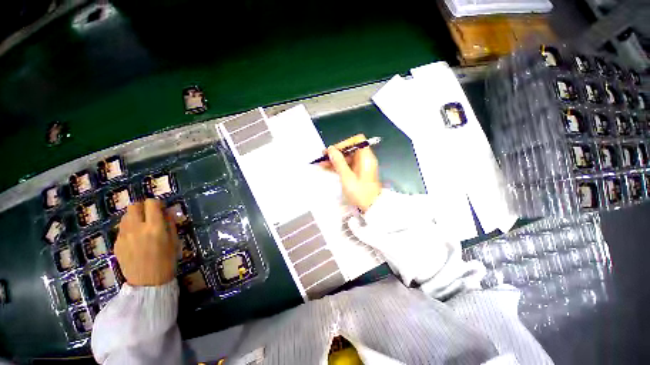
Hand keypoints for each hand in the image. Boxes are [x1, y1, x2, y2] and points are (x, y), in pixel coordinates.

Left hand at [114, 199, 176, 286]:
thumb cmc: (167, 260)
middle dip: (142, 207)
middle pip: (134, 206)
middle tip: (150, 214)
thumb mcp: (174, 240)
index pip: (151, 203)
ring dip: (134, 217)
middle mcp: (136, 228)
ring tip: (142, 226)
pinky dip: (129, 228)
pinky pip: (122, 229)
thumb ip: (170, 223)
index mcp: (155, 227)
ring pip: (125, 216)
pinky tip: (136, 239)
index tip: (161, 209)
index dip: (157, 203)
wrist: (148, 282)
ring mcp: (123, 236)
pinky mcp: (116, 244)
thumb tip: (167, 211)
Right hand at [321, 134, 381, 212]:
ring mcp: (361, 166)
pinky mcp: (358, 172)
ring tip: (321, 163)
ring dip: (335, 160)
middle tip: (323, 157)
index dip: (345, 143)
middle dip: (336, 152)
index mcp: (366, 157)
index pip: (357, 140)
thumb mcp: (347, 177)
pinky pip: (347, 165)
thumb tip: (331, 149)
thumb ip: (339, 162)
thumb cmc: (360, 192)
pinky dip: (338, 166)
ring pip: (347, 158)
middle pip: (350, 149)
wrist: (371, 207)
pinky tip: (327, 167)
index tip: (334, 151)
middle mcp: (365, 159)